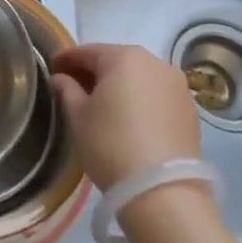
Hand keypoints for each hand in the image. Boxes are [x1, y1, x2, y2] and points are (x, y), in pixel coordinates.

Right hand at [51, 43, 199, 189]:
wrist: (162, 191)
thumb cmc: (110, 144)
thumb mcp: (78, 116)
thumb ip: (66, 90)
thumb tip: (60, 78)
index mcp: (124, 57)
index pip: (87, 51)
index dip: (66, 59)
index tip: (51, 68)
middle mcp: (155, 62)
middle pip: (116, 61)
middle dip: (94, 72)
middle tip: (74, 87)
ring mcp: (177, 85)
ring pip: (139, 78)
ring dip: (119, 86)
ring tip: (102, 106)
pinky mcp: (190, 110)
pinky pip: (156, 96)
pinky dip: (140, 100)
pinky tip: (129, 120)